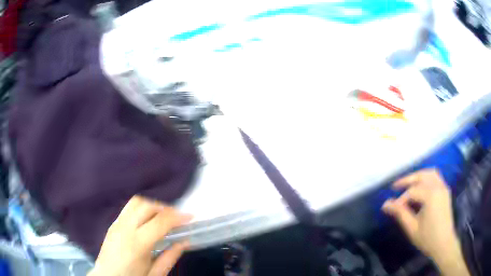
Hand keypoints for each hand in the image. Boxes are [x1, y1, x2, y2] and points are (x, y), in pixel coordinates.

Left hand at [89, 196, 191, 275]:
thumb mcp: (154, 274)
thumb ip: (169, 257)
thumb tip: (184, 242)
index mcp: (136, 244)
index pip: (159, 222)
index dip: (177, 217)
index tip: (190, 217)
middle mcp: (124, 228)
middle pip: (146, 205)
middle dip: (165, 208)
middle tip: (177, 218)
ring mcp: (116, 224)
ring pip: (136, 203)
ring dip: (153, 206)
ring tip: (163, 218)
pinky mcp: (112, 224)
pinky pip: (129, 209)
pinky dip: (142, 209)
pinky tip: (148, 222)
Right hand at [382, 169, 469, 275]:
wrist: (444, 243)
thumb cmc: (428, 238)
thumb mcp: (412, 228)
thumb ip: (400, 213)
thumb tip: (385, 204)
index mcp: (431, 195)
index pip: (412, 191)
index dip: (401, 199)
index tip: (393, 208)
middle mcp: (439, 186)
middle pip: (422, 175)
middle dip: (408, 179)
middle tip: (395, 186)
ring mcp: (444, 187)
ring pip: (430, 173)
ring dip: (418, 176)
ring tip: (408, 184)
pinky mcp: (445, 191)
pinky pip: (436, 177)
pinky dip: (427, 178)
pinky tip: (421, 187)